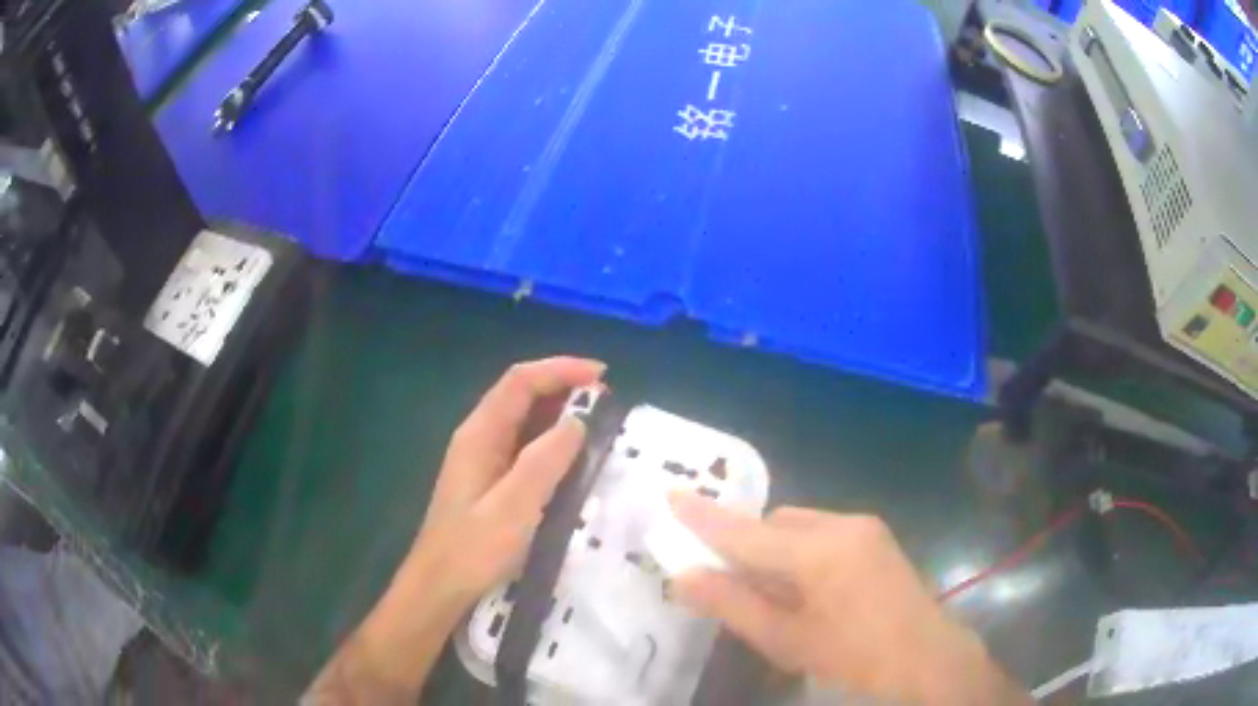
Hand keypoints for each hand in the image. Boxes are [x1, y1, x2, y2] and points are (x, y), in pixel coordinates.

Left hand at [305, 357, 603, 704]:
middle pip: (522, 394)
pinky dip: (552, 441)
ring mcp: (483, 459)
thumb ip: (545, 461)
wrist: (439, 587)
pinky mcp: (490, 481)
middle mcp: (479, 437)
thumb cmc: (473, 550)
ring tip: (598, 424)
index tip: (603, 375)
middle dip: (564, 388)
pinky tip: (573, 458)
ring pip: (525, 420)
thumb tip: (578, 421)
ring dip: (560, 414)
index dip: (561, 369)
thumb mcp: (513, 507)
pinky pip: (525, 447)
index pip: (520, 382)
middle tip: (607, 402)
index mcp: (479, 434)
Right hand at [670, 496, 1029, 705]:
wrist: (926, 659)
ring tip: (774, 595)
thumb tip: (683, 577)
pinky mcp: (877, 537)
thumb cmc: (852, 658)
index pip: (746, 531)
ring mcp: (864, 527)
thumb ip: (732, 604)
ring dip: (776, 552)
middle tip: (729, 583)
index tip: (670, 496)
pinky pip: (824, 534)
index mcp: (819, 551)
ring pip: (799, 527)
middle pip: (774, 524)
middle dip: (747, 547)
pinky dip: (802, 554)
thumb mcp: (786, 640)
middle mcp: (842, 525)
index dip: (704, 518)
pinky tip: (807, 590)